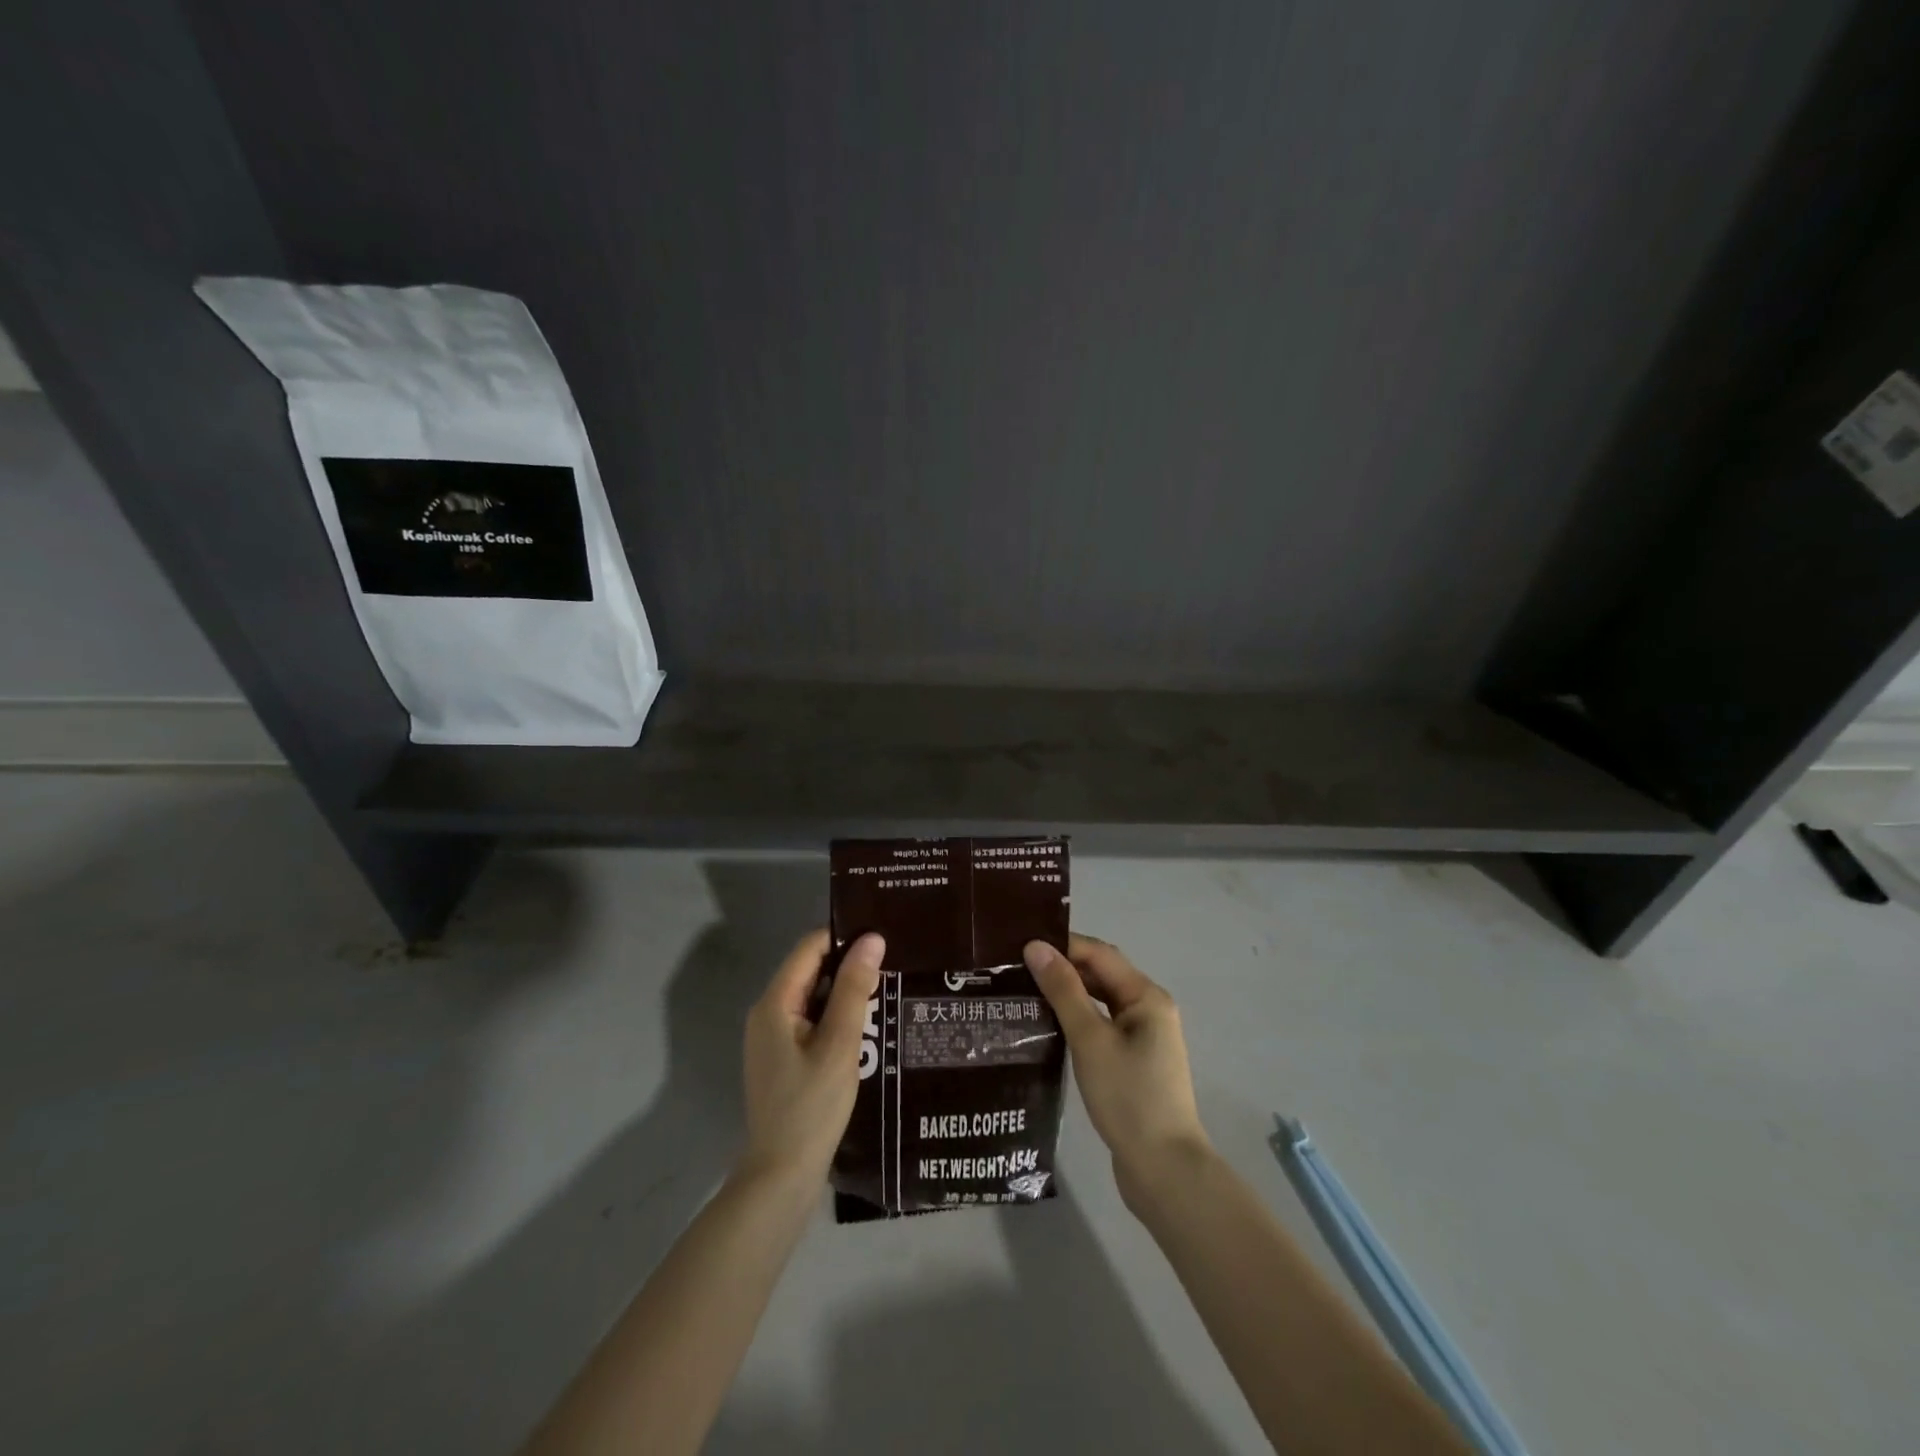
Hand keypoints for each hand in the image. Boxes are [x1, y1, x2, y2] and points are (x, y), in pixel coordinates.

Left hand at [738, 929, 885, 1188]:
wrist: (782, 1177)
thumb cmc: (812, 1107)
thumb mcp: (840, 1043)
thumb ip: (854, 989)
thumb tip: (872, 939)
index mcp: (775, 1003)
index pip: (810, 947)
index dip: (845, 938)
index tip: (883, 939)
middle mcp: (768, 1013)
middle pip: (810, 970)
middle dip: (848, 966)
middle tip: (893, 965)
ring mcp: (772, 1037)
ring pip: (813, 997)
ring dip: (845, 993)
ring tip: (887, 991)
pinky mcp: (782, 1058)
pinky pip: (811, 1021)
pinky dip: (835, 1017)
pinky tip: (867, 1026)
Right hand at [1024, 934, 1211, 1208]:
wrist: (1164, 1170)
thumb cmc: (1128, 1097)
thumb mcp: (1091, 1039)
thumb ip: (1064, 991)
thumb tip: (1036, 947)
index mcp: (1146, 996)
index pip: (1099, 954)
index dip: (1062, 945)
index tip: (1020, 945)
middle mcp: (1149, 1009)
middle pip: (1101, 975)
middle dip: (1062, 968)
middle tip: (1016, 968)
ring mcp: (1143, 1038)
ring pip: (1100, 1002)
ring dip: (1067, 994)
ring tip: (1024, 992)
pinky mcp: (1133, 1063)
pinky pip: (1101, 1026)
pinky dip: (1076, 1020)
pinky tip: (1047, 1027)